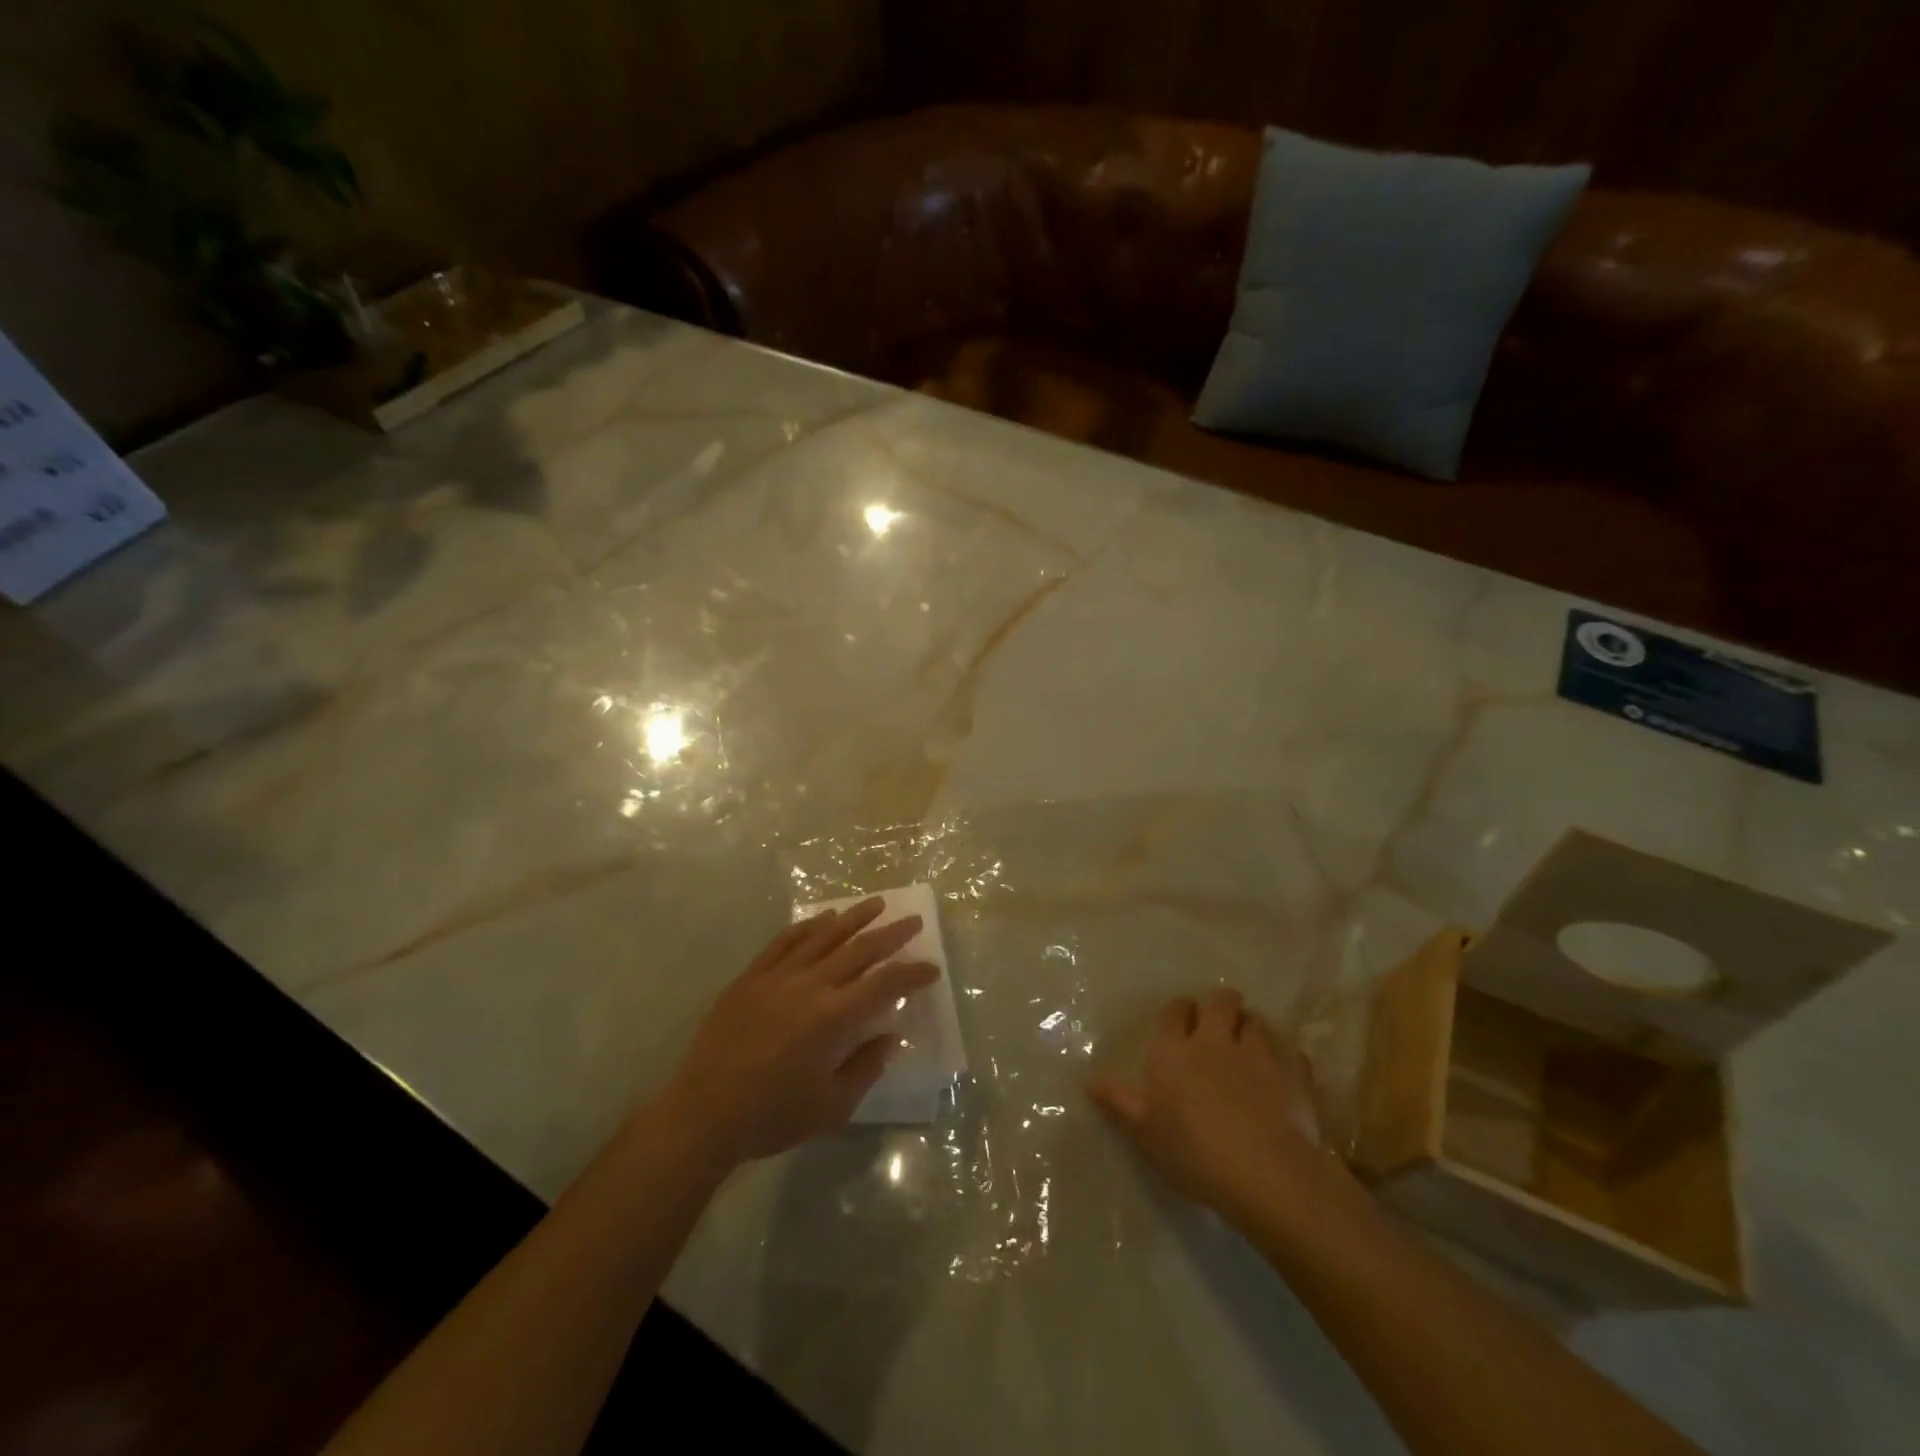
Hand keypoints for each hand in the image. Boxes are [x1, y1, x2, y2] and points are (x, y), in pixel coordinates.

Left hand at [654, 898, 937, 1167]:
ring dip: (853, 918)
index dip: (912, 973)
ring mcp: (777, 976)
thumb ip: (866, 1066)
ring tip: (876, 904)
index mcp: (833, 1017)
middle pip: (858, 949)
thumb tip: (890, 1036)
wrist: (703, 1115)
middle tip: (913, 921)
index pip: (884, 983)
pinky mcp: (751, 977)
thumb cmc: (772, 1116)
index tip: (932, 968)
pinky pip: (785, 941)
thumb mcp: (832, 1106)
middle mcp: (809, 986)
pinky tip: (823, 917)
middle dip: (891, 934)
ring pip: (823, 935)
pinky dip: (808, 925)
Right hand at [1089, 989, 1335, 1227]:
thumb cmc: (1193, 1151)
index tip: (1180, 1022)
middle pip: (1220, 1001)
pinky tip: (1283, 1074)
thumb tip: (1088, 1080)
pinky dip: (1285, 1057)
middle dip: (1220, 1006)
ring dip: (1252, 1027)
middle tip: (1219, 1026)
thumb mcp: (1144, 1131)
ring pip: (1256, 1020)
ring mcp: (1258, 1052)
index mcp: (1174, 1050)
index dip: (1178, 1012)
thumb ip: (1118, 1101)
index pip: (1174, 1011)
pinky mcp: (1294, 1071)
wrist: (1265, 1172)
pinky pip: (1290, 1051)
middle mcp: (1215, 1039)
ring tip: (1251, 1046)